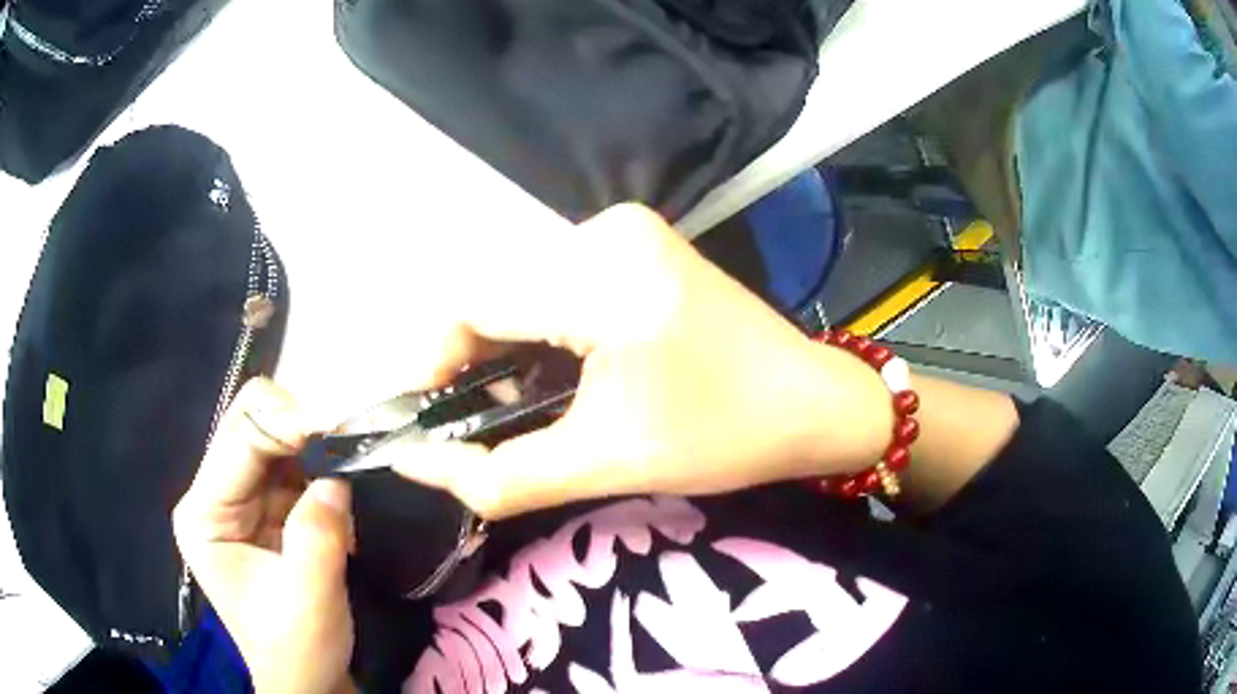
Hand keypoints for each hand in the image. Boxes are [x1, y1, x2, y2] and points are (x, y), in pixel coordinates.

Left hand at [173, 379, 355, 693]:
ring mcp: (239, 497)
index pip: (239, 440)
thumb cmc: (298, 648)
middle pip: (249, 422)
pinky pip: (292, 463)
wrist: (308, 680)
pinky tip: (340, 488)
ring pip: (272, 435)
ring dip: (313, 444)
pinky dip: (320, 465)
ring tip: (349, 461)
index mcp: (204, 514)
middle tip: (346, 439)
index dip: (286, 423)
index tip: (340, 427)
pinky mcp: (266, 506)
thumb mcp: (309, 597)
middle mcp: (213, 494)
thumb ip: (318, 534)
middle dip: (298, 424)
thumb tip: (337, 476)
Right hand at [373, 204, 893, 518]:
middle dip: (471, 356)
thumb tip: (413, 464)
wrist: (809, 401)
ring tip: (520, 397)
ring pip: (521, 282)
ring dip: (505, 340)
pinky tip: (558, 365)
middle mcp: (608, 231)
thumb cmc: (722, 439)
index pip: (475, 301)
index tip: (429, 413)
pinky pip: (555, 275)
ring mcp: (625, 227)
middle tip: (478, 417)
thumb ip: (497, 475)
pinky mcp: (636, 237)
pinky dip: (538, 321)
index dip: (435, 358)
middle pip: (495, 289)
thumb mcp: (604, 465)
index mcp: (607, 281)